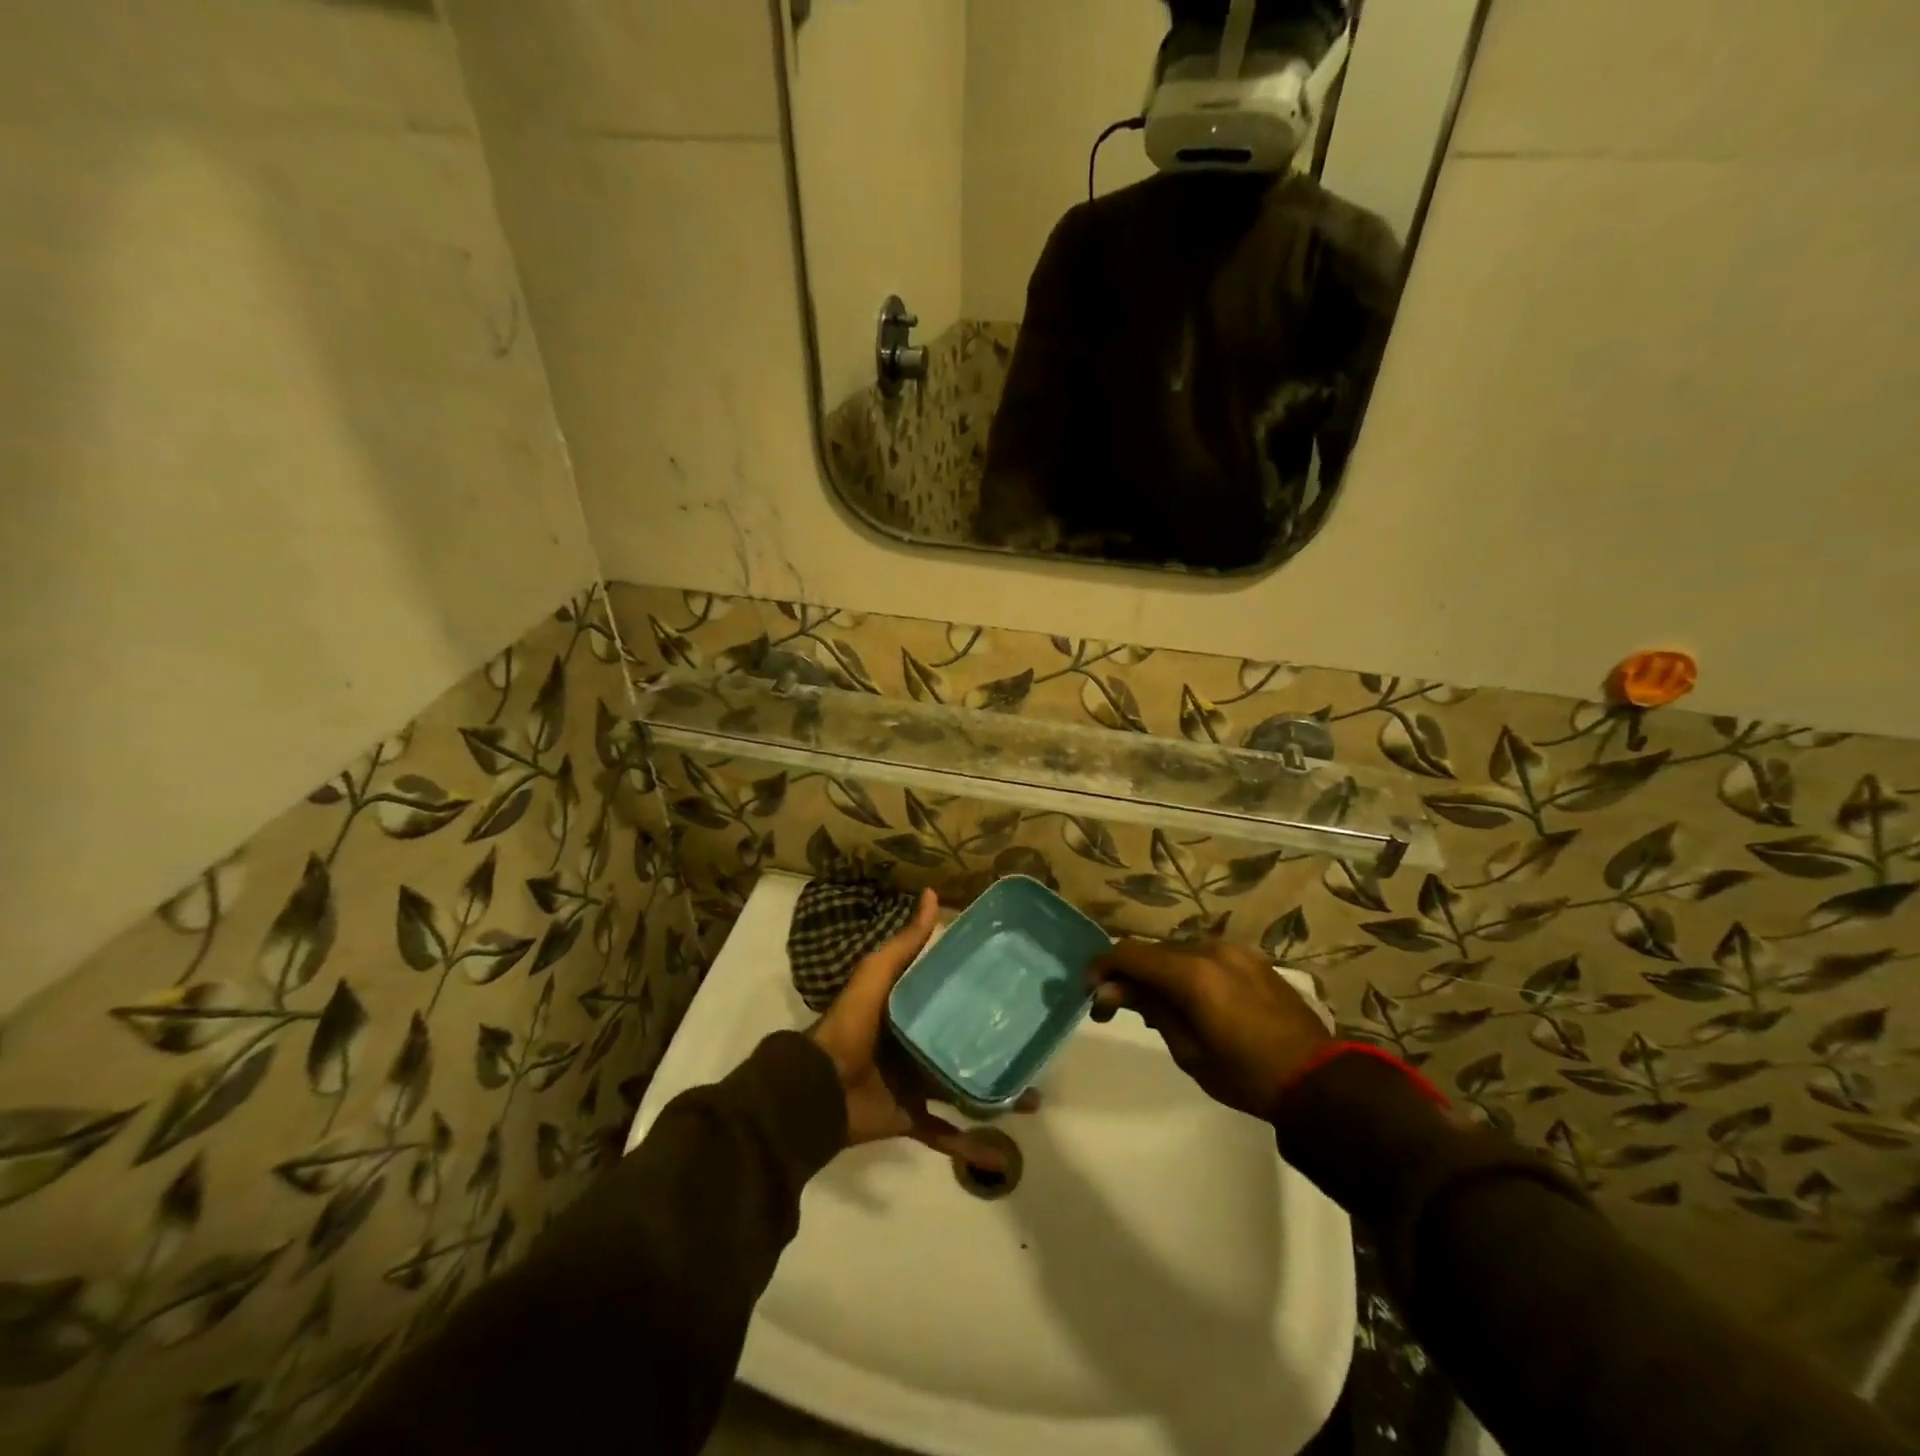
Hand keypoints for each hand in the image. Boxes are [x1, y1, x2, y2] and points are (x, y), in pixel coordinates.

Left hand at [807, 889, 1007, 1167]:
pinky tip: (1001, 1151)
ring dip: (993, 1093)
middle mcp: (916, 1045)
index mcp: (909, 1011)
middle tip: (1033, 1044)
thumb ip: (906, 942)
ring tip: (1031, 1095)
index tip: (1017, 989)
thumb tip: (931, 894)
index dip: (980, 992)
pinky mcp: (911, 1117)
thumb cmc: (852, 1024)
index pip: (951, 998)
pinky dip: (969, 1146)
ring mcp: (915, 1084)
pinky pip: (945, 1133)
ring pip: (963, 1088)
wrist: (819, 1087)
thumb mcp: (878, 973)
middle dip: (995, 1045)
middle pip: (962, 1043)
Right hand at [1088, 939, 1332, 1120]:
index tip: (1089, 990)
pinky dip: (1186, 972)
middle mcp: (1211, 951)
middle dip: (1129, 973)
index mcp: (1193, 975)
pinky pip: (1205, 957)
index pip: (1130, 954)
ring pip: (1178, 952)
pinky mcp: (1252, 959)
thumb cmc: (1246, 1076)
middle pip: (1153, 951)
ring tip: (1156, 1008)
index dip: (1103, 967)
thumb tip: (1110, 988)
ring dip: (1159, 972)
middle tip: (1113, 1006)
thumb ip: (1150, 1009)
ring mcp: (1235, 951)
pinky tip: (1190, 1000)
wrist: (1318, 1081)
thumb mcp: (1188, 1051)